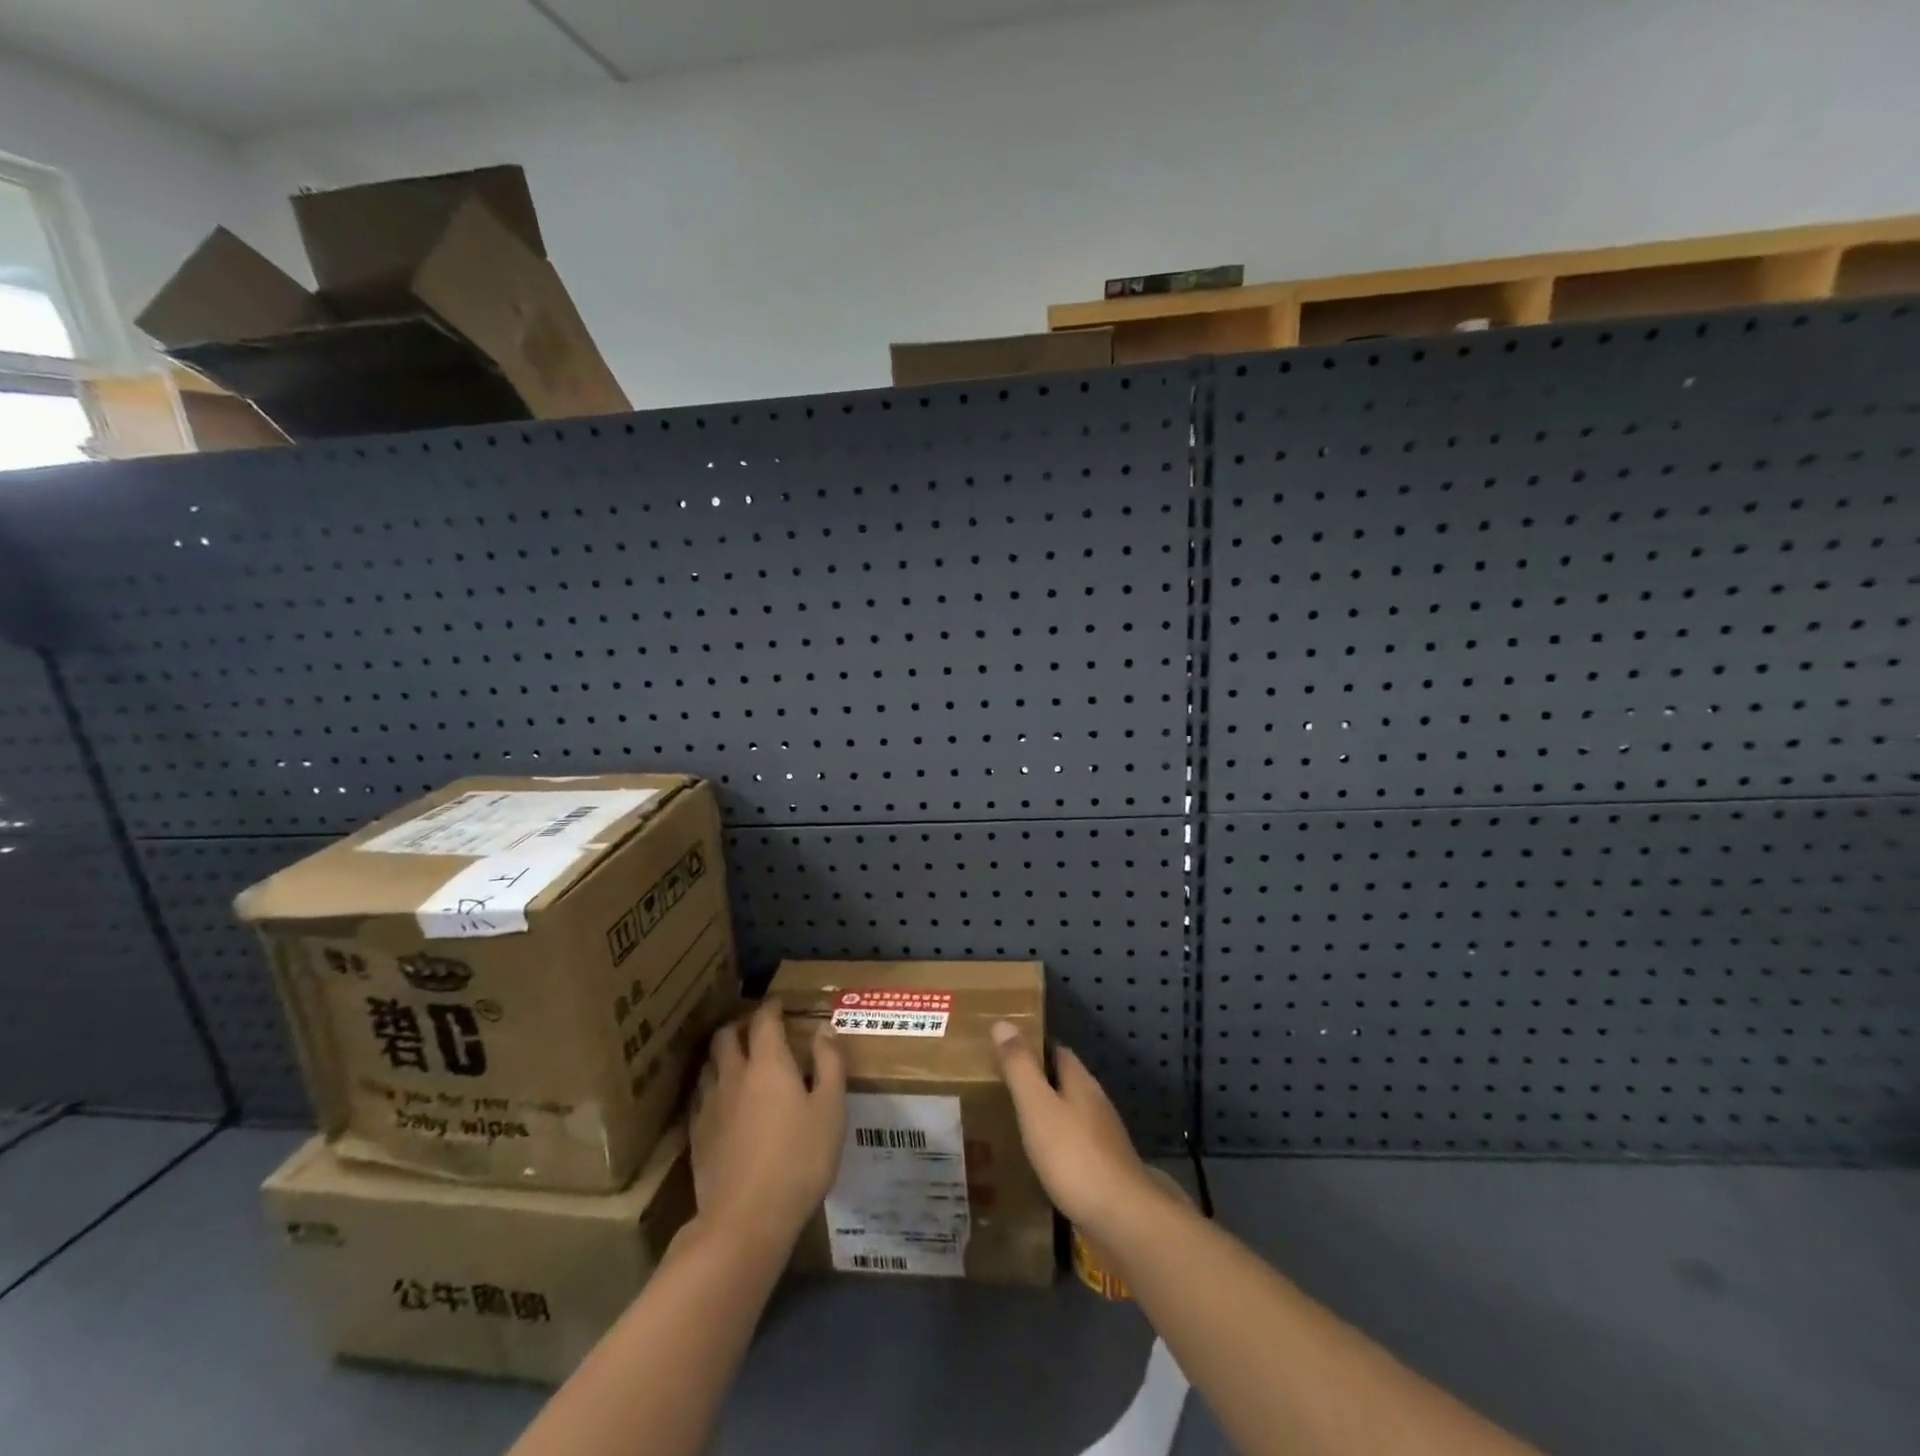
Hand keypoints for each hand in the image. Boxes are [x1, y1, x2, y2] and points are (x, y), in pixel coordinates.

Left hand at [690, 1001, 845, 1251]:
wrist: (745, 1220)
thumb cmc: (799, 1160)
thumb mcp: (831, 1110)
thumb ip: (830, 1064)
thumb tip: (824, 1029)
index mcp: (768, 1064)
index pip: (764, 1020)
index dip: (771, 1007)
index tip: (779, 1003)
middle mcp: (733, 1075)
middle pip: (726, 1036)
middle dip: (740, 1024)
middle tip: (755, 1027)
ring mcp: (710, 1105)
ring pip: (708, 1064)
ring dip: (721, 1053)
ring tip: (735, 1058)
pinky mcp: (696, 1134)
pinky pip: (700, 1095)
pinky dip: (711, 1085)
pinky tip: (721, 1099)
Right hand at [991, 1021, 1167, 1241]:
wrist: (1123, 1219)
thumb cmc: (1074, 1156)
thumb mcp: (1037, 1107)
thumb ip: (1020, 1067)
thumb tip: (1004, 1022)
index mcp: (1081, 1083)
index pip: (1058, 1052)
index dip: (1035, 1048)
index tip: (1008, 1051)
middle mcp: (1097, 1104)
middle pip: (1067, 1083)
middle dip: (1041, 1083)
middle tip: (1004, 1089)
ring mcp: (1106, 1139)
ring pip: (1073, 1115)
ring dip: (1050, 1115)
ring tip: (1018, 1124)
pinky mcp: (1107, 1170)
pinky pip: (1077, 1146)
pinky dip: (1059, 1146)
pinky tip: (1043, 1162)